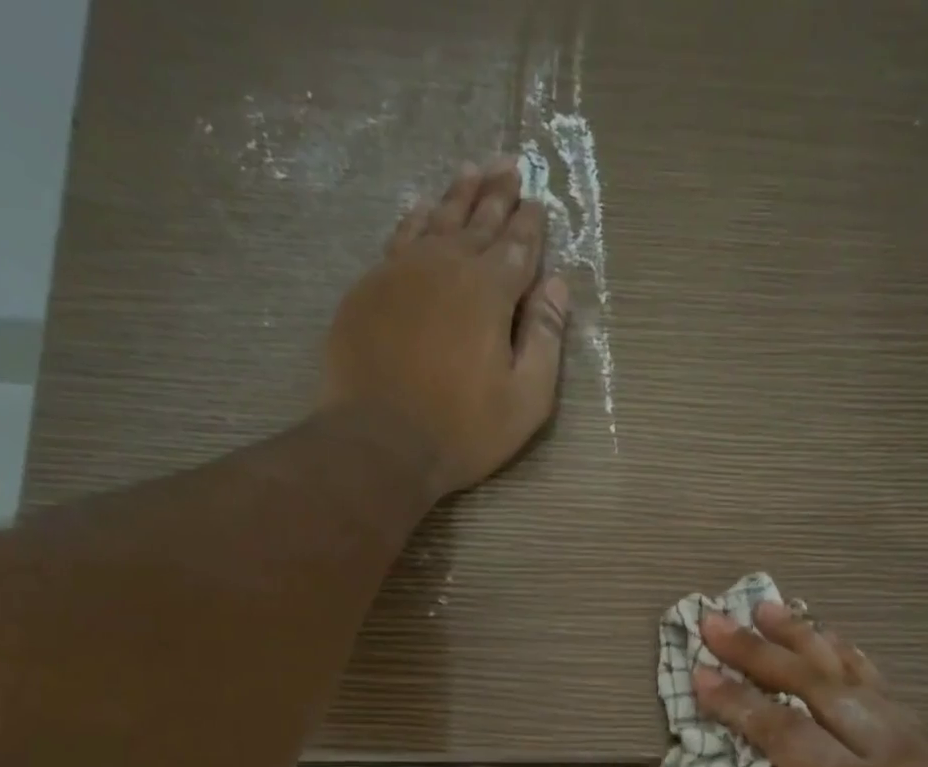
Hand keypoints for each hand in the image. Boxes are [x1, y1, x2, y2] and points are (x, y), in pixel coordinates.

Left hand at [319, 157, 571, 499]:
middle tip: (509, 164)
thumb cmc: (462, 430)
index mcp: (490, 292)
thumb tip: (556, 284)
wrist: (379, 441)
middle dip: (497, 193)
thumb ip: (546, 339)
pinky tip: (423, 209)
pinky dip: (417, 217)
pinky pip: (400, 237)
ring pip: (437, 219)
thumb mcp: (526, 399)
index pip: (518, 246)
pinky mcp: (370, 288)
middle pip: (478, 220)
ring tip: (472, 170)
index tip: (537, 201)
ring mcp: (402, 272)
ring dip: (458, 194)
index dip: (530, 224)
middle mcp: (447, 266)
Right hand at [694, 602, 927, 766]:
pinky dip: (844, 653)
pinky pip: (877, 681)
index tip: (700, 676)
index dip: (740, 704)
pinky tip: (822, 634)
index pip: (788, 736)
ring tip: (765, 606)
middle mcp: (890, 750)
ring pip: (849, 672)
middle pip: (815, 687)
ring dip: (802, 637)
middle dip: (760, 652)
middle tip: (716, 623)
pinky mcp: (927, 728)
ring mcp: (914, 732)